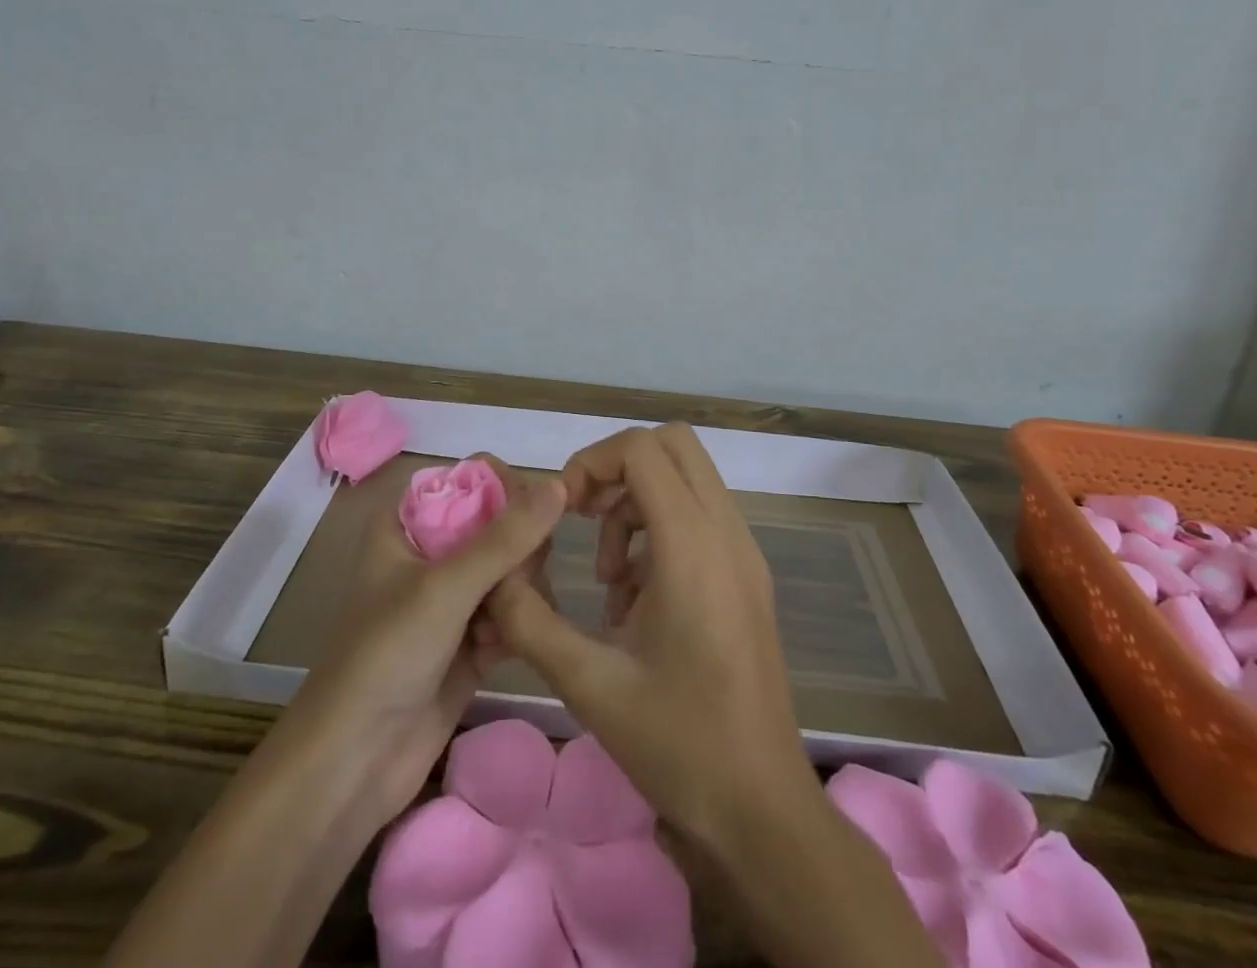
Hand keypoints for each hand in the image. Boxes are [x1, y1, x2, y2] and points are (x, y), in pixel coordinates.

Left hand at [286, 455, 565, 826]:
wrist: (351, 767)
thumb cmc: (386, 656)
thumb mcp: (446, 587)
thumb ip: (506, 537)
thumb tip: (560, 483)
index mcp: (410, 523)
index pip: (471, 478)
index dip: (507, 488)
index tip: (536, 513)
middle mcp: (432, 554)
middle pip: (500, 525)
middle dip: (518, 551)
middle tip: (519, 580)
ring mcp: (452, 600)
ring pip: (511, 570)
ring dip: (520, 591)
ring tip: (510, 621)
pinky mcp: (470, 642)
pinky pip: (512, 614)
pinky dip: (516, 625)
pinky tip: (503, 651)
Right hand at [485, 424, 818, 846]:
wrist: (762, 810)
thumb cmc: (679, 744)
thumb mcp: (590, 684)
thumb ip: (531, 621)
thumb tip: (493, 581)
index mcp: (693, 546)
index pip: (643, 449)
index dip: (593, 461)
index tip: (565, 510)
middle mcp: (727, 533)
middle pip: (673, 445)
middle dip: (618, 467)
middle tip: (584, 518)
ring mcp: (744, 553)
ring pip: (688, 479)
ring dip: (639, 503)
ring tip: (610, 579)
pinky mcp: (748, 576)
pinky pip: (701, 517)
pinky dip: (661, 529)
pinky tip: (636, 600)